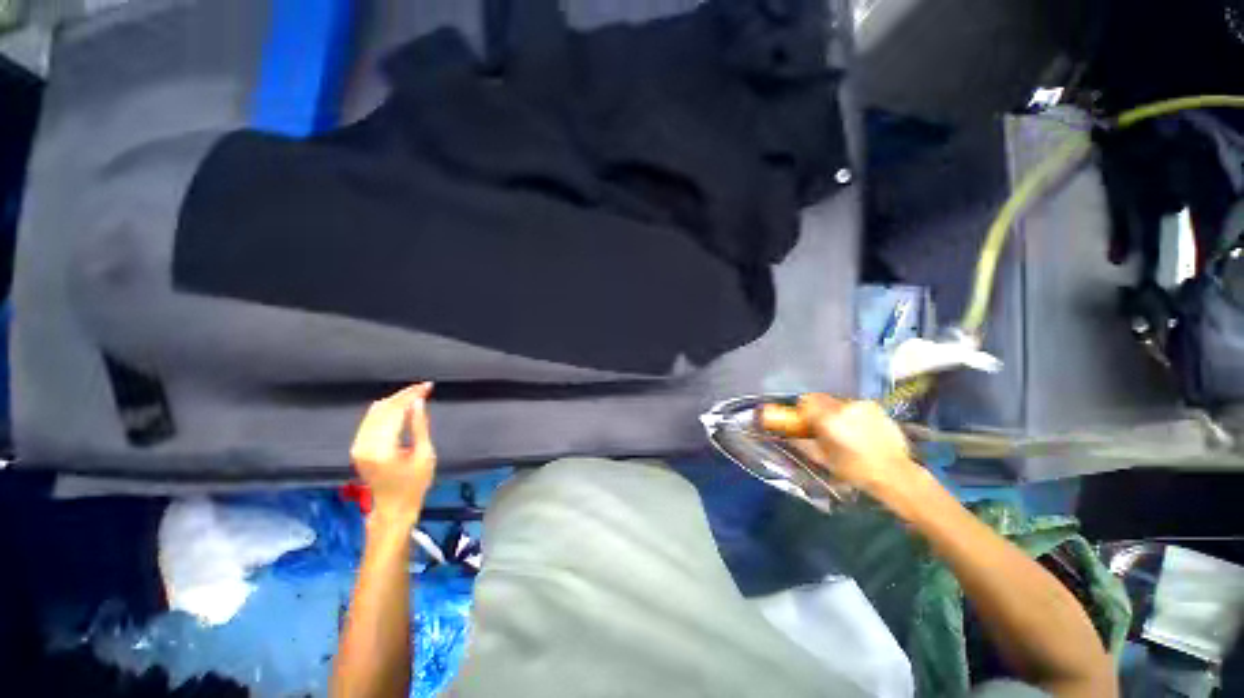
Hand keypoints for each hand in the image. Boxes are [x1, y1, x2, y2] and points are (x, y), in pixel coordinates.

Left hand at [350, 383, 436, 526]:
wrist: (393, 508)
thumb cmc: (414, 485)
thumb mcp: (424, 455)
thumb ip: (419, 426)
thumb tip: (418, 402)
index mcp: (381, 448)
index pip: (395, 411)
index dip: (411, 396)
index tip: (428, 387)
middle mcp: (364, 444)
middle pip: (383, 409)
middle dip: (404, 395)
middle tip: (424, 388)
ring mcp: (358, 445)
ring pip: (374, 412)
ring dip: (395, 401)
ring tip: (415, 394)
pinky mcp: (358, 447)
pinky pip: (370, 420)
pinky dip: (385, 410)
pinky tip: (399, 406)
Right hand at [794, 394, 921, 498]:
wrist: (895, 474)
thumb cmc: (855, 470)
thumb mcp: (823, 459)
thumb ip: (802, 443)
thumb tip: (787, 434)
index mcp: (828, 419)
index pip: (806, 401)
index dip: (802, 408)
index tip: (804, 418)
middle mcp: (843, 407)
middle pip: (821, 398)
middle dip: (818, 409)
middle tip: (822, 424)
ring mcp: (861, 405)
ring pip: (838, 401)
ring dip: (835, 411)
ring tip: (844, 429)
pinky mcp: (875, 407)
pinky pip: (855, 405)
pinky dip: (852, 413)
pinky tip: (859, 429)